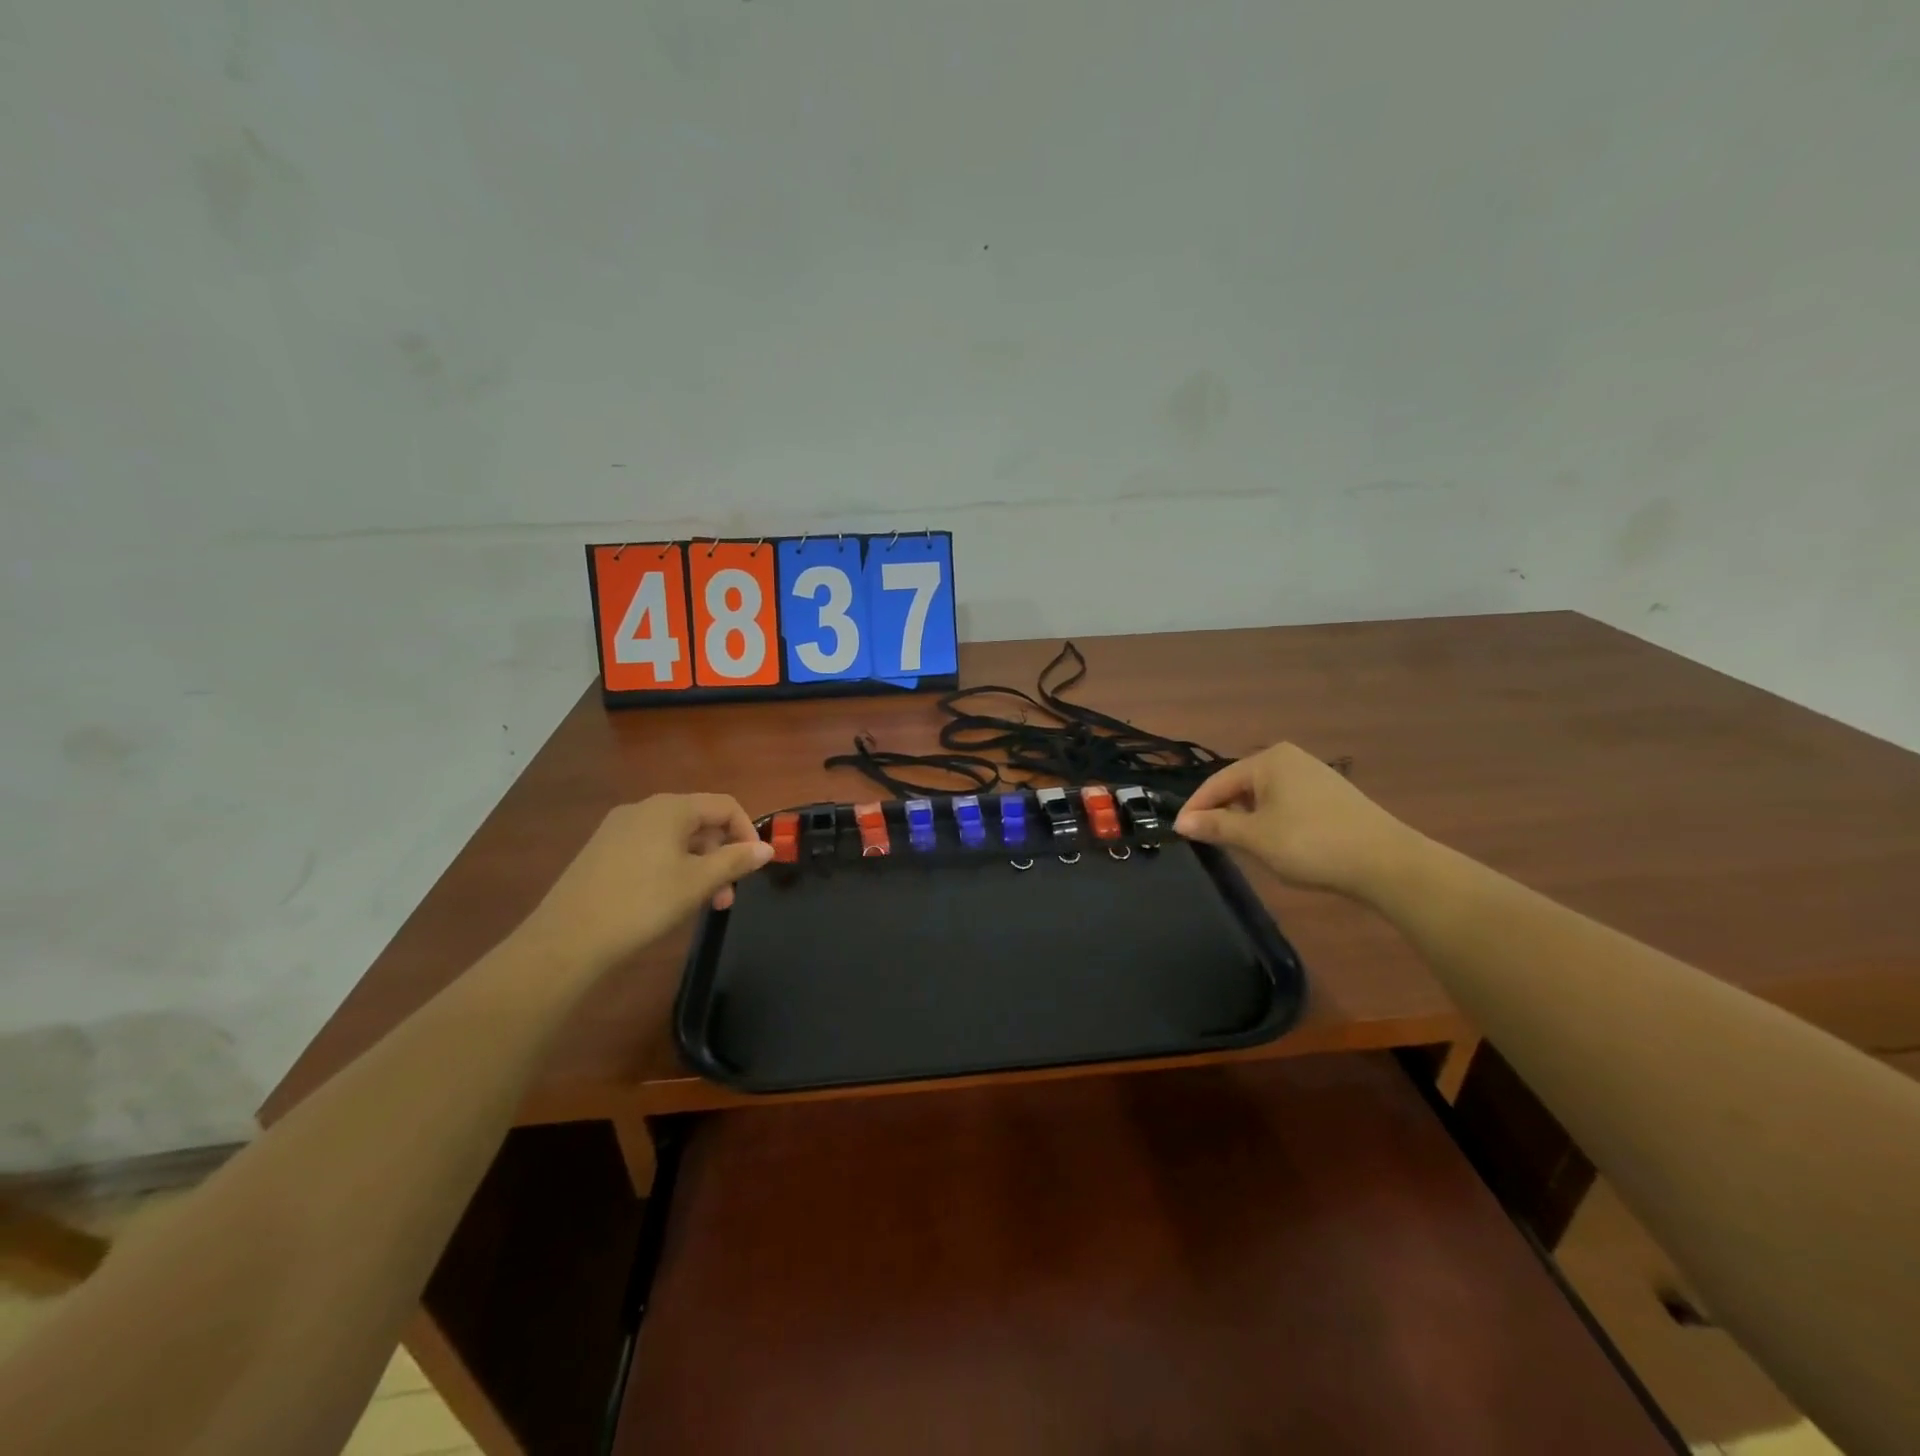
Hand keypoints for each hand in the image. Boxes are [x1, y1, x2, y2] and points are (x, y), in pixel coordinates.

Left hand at [519, 794, 773, 971]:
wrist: (567, 940)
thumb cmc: (643, 904)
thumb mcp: (698, 883)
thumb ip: (735, 861)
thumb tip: (766, 848)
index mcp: (670, 808)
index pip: (725, 805)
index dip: (747, 832)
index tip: (754, 867)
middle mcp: (643, 809)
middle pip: (699, 821)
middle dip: (721, 855)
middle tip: (727, 896)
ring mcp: (618, 829)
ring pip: (675, 839)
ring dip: (698, 866)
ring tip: (701, 904)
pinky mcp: (602, 851)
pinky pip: (651, 849)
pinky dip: (671, 868)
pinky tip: (667, 900)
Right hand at [1173, 744, 1421, 898]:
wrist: (1386, 863)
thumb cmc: (1310, 843)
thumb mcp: (1255, 837)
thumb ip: (1215, 827)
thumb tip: (1182, 823)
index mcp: (1268, 760)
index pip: (1217, 782)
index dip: (1196, 809)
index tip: (1179, 834)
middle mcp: (1290, 759)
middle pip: (1240, 786)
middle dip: (1222, 813)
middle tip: (1208, 842)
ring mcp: (1313, 776)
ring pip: (1263, 797)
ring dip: (1246, 820)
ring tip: (1238, 847)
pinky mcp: (1331, 796)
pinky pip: (1286, 804)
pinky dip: (1271, 821)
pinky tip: (1275, 844)